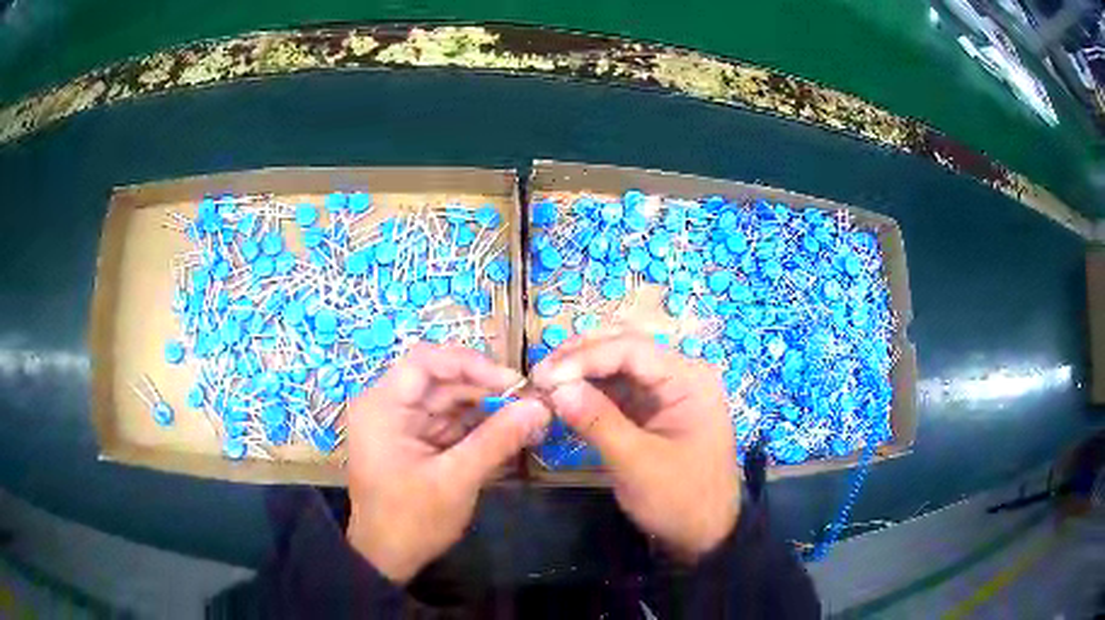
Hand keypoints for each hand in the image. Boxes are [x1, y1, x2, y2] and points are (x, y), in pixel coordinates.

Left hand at [346, 343, 550, 582]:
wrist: (387, 558)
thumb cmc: (412, 520)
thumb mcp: (456, 480)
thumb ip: (498, 439)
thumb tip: (540, 406)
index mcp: (383, 406)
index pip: (427, 361)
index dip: (473, 364)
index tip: (515, 382)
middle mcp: (388, 405)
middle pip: (442, 380)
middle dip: (487, 390)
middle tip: (532, 404)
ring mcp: (401, 423)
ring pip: (450, 401)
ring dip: (488, 410)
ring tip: (529, 421)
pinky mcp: (414, 440)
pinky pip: (450, 423)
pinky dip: (478, 428)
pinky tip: (509, 436)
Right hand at [530, 330, 739, 562]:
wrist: (705, 534)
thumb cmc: (680, 499)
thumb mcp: (638, 463)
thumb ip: (597, 421)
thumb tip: (555, 387)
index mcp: (689, 380)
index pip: (632, 349)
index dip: (584, 357)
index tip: (544, 377)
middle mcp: (679, 376)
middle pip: (624, 348)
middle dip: (579, 357)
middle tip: (539, 376)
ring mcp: (665, 393)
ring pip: (616, 367)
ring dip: (579, 373)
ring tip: (543, 386)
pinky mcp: (651, 411)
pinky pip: (616, 390)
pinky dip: (587, 392)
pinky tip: (562, 399)